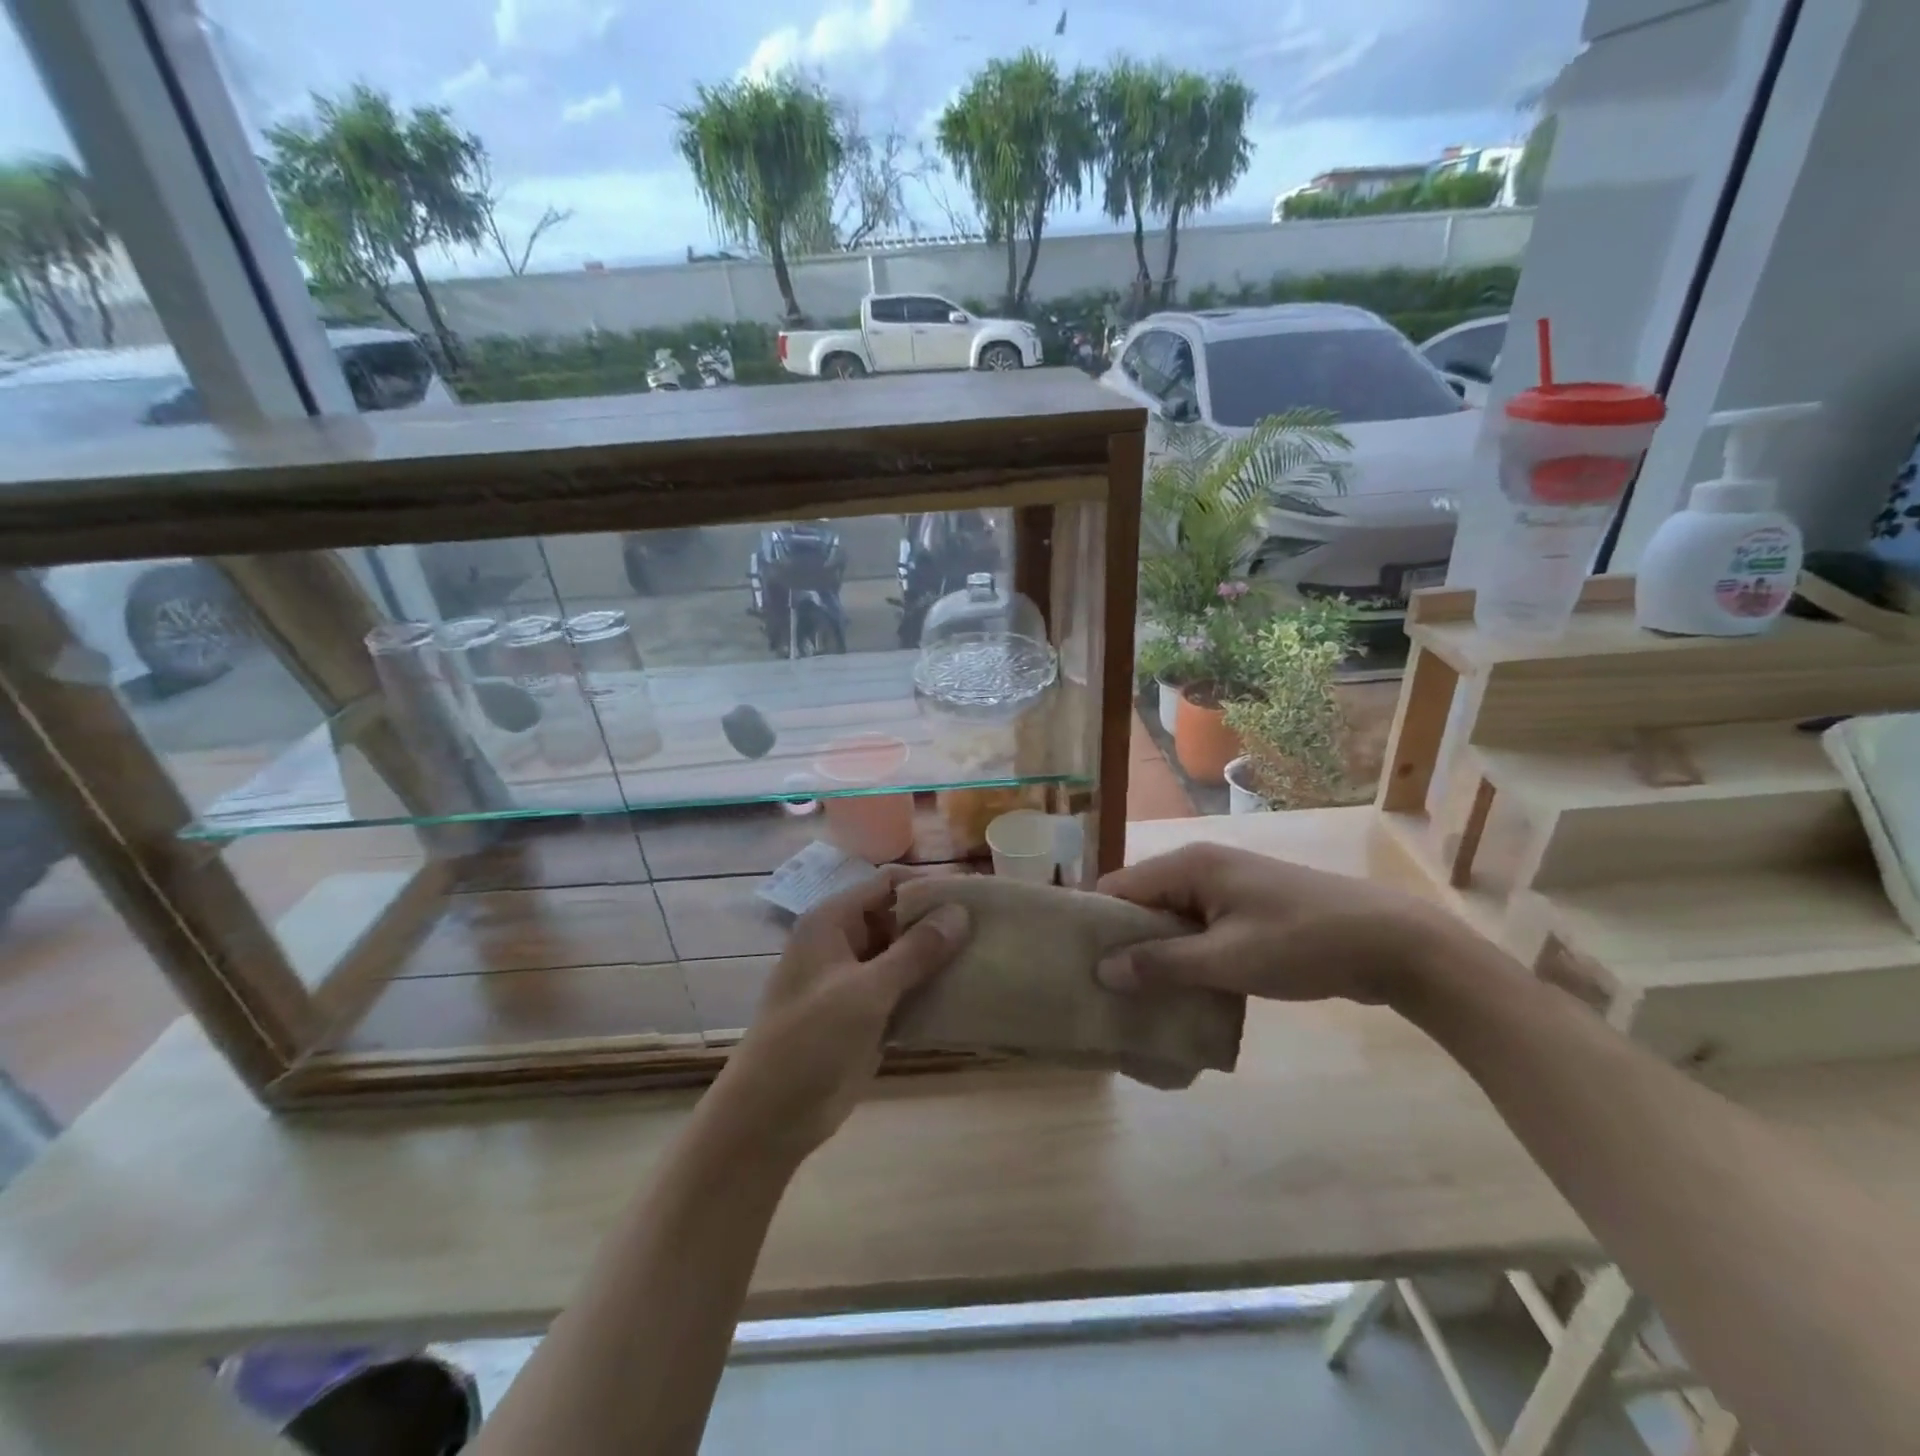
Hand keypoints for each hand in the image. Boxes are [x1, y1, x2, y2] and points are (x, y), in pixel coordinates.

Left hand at [708, 868, 971, 1163]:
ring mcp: (855, 978)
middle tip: (988, 931)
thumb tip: (962, 911)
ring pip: (904, 954)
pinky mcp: (866, 1012)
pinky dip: (929, 987)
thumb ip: (916, 950)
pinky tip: (966, 991)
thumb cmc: (810, 1040)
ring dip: (938, 957)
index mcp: (832, 921)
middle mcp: (843, 941)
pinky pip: (904, 988)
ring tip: (987, 956)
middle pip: (898, 916)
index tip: (974, 898)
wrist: (771, 1117)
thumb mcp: (866, 991)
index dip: (929, 887)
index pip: (887, 884)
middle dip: (938, 922)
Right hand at [1094, 843, 1465, 1005]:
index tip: (1077, 965)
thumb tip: (1102, 969)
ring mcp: (1226, 887)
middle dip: (1124, 943)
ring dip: (1157, 953)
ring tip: (1136, 998)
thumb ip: (1162, 963)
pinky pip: (1199, 929)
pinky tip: (1182, 991)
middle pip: (1142, 902)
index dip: (1096, 923)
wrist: (1392, 943)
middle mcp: (1200, 867)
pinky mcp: (1246, 910)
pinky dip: (1186, 955)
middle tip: (1104, 990)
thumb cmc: (1302, 944)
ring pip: (1171, 919)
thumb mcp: (1227, 960)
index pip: (1119, 887)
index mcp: (1189, 866)